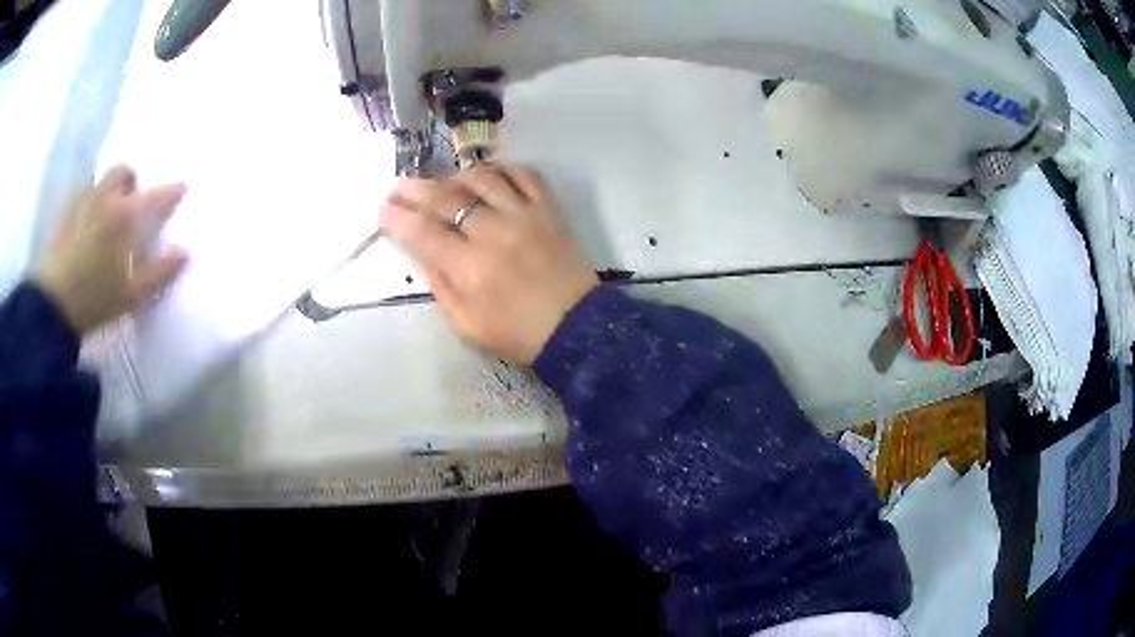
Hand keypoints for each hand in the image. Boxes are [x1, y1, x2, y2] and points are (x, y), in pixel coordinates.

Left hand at [36, 167, 189, 335]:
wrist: (52, 305)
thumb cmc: (95, 300)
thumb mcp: (132, 295)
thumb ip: (160, 272)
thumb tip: (185, 252)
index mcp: (126, 215)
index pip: (157, 195)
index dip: (172, 191)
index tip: (182, 188)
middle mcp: (107, 198)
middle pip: (124, 172)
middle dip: (131, 181)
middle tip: (132, 201)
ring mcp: (84, 201)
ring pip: (101, 180)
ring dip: (109, 190)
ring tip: (107, 212)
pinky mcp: (66, 211)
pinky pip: (83, 194)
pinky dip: (90, 201)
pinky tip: (86, 223)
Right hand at [380, 164, 598, 364]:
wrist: (575, 328)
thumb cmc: (517, 332)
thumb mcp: (466, 323)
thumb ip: (440, 284)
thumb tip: (421, 251)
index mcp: (470, 268)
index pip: (423, 232)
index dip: (397, 218)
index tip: (382, 209)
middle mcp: (494, 233)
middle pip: (447, 198)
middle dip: (415, 189)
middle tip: (398, 185)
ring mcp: (524, 216)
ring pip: (483, 178)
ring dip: (456, 175)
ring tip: (444, 182)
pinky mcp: (549, 210)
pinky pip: (524, 175)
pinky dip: (503, 169)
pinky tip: (489, 175)